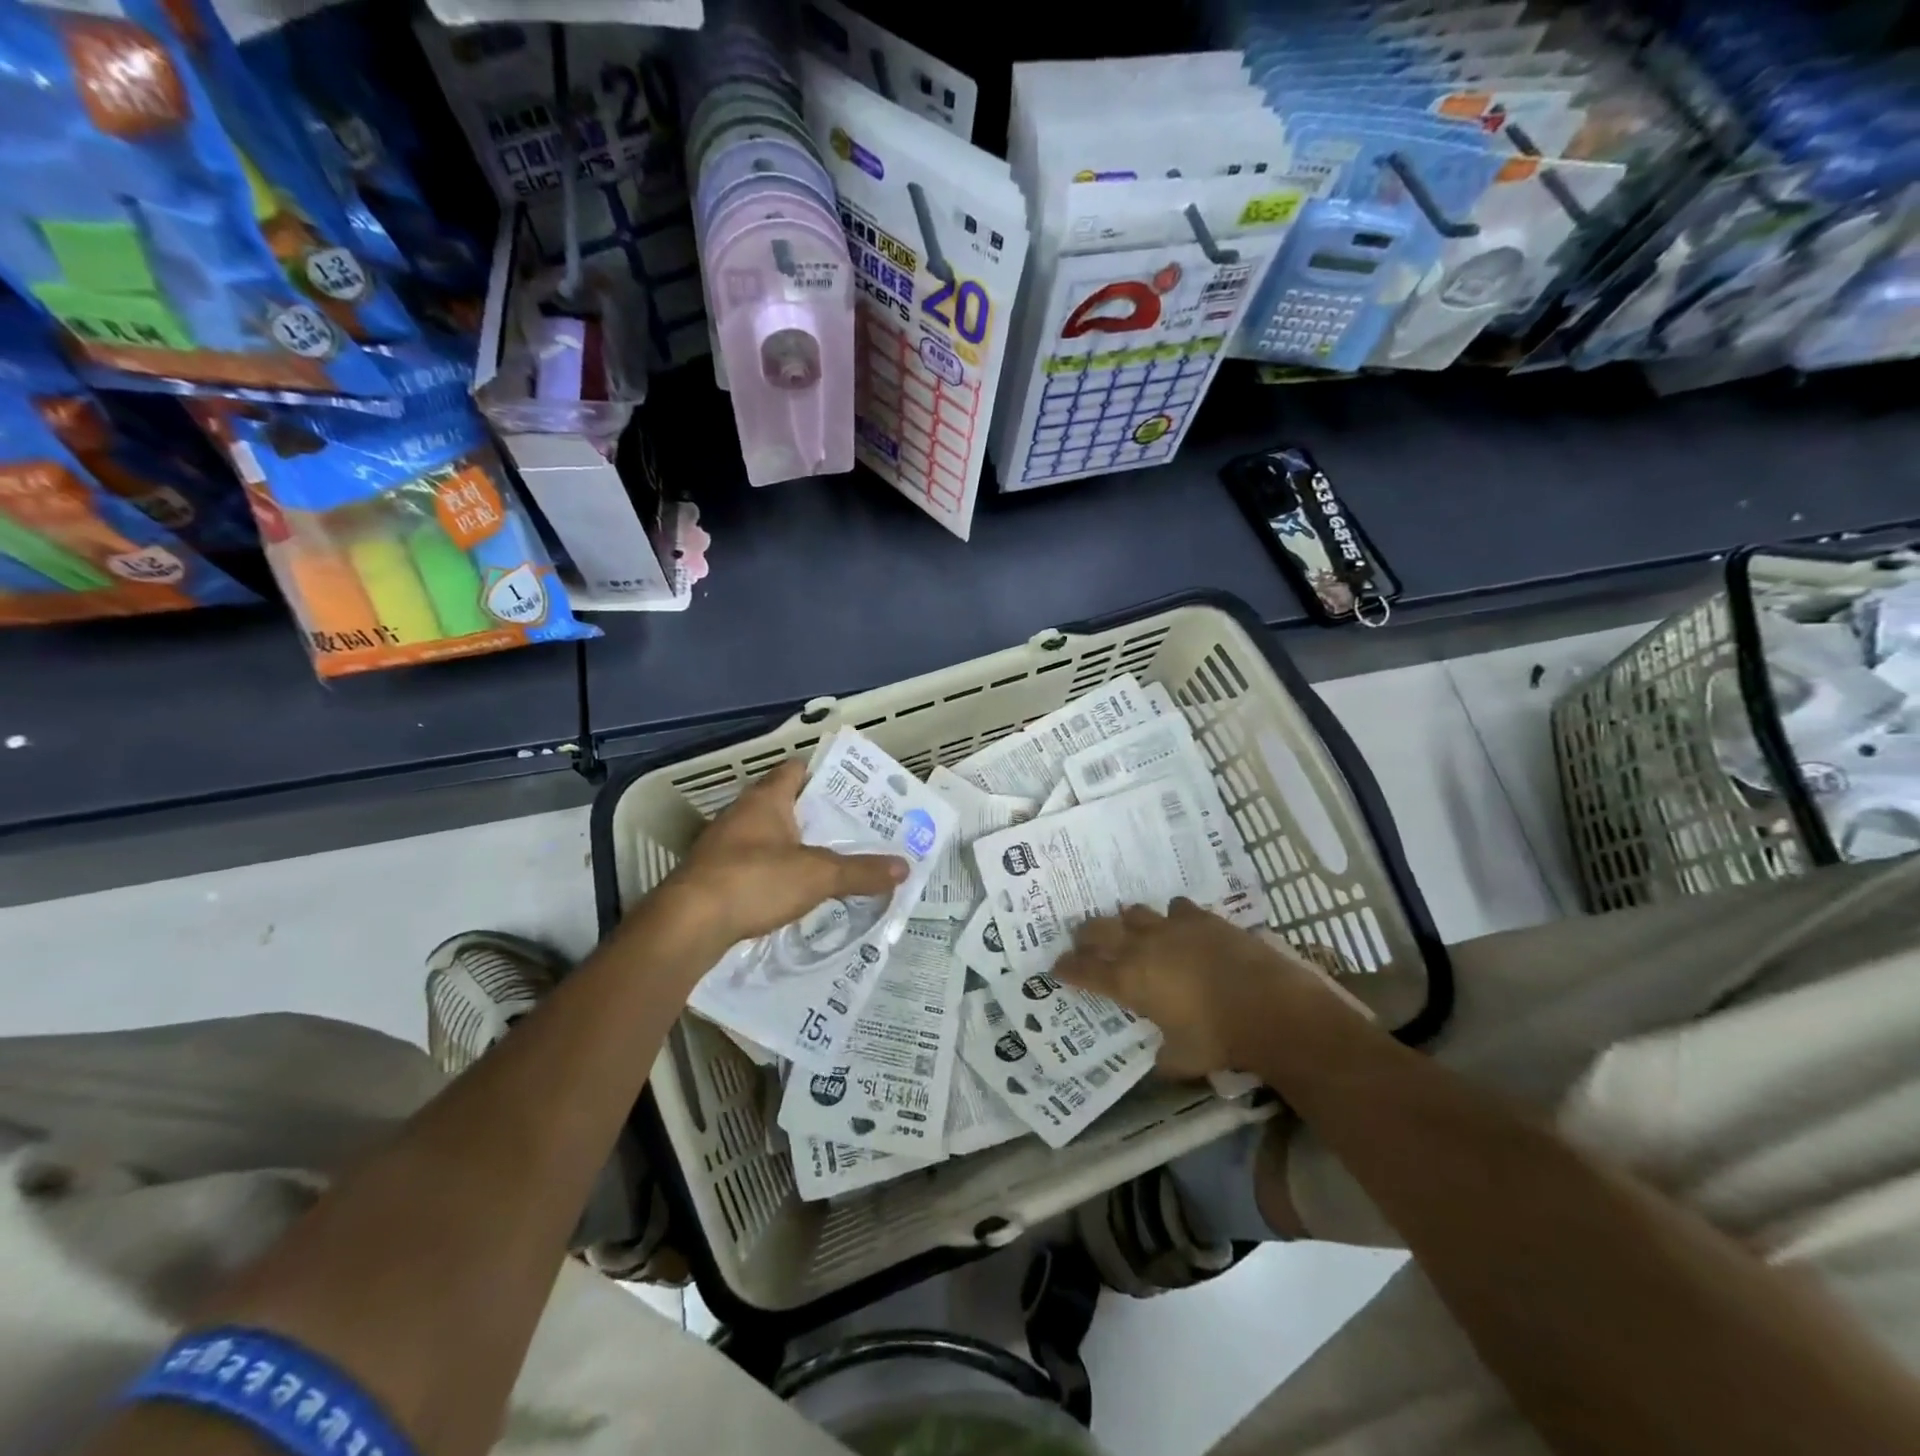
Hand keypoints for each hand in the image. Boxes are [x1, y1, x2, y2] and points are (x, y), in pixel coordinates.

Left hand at [657, 759, 907, 950]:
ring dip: (794, 846)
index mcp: (766, 799)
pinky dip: (774, 873)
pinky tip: (794, 892)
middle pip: (785, 804)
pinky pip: (752, 865)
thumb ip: (862, 871)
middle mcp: (742, 814)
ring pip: (768, 836)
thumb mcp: (818, 875)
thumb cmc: (755, 881)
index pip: (796, 770)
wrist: (687, 925)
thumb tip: (905, 867)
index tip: (854, 791)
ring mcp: (723, 846)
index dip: (824, 775)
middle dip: (816, 816)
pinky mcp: (713, 876)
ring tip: (832, 861)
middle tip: (854, 829)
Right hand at [1054, 899, 1361, 1078]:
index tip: (1057, 967)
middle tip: (1082, 940)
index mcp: (1128, 981)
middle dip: (1086, 935)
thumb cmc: (1218, 1039)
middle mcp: (1141, 947)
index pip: (1084, 970)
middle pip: (1099, 930)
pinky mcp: (1202, 918)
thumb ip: (1164, 1057)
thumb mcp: (1183, 1060)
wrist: (1268, 1006)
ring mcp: (1171, 927)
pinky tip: (1178, 923)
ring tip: (1129, 928)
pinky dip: (1172, 916)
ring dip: (1127, 921)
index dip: (1067, 968)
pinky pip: (1177, 908)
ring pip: (1134, 912)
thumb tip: (1159, 1059)